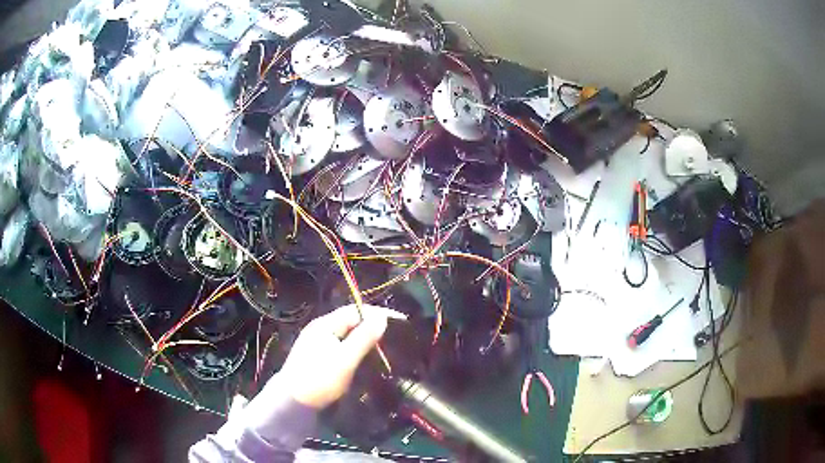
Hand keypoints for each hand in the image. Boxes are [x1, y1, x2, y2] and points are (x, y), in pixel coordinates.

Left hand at [272, 304, 393, 408]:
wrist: (293, 402)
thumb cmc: (320, 379)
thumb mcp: (345, 359)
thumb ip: (363, 338)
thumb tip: (382, 317)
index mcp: (325, 325)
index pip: (355, 311)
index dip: (378, 313)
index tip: (400, 321)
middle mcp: (320, 329)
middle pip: (350, 321)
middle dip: (372, 325)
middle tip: (395, 334)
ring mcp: (317, 342)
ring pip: (346, 334)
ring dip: (364, 336)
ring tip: (384, 345)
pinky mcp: (317, 356)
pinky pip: (341, 344)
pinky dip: (355, 347)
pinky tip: (364, 356)